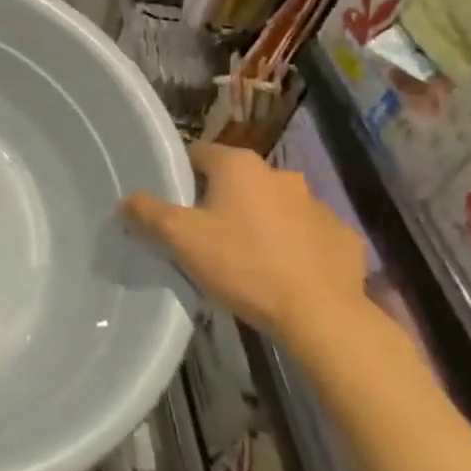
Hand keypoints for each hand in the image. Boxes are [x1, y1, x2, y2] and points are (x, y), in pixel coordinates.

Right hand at [122, 144, 369, 346]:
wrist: (321, 316)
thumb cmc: (243, 264)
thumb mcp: (180, 238)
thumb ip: (147, 213)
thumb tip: (125, 200)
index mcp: (239, 165)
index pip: (199, 154)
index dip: (182, 177)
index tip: (173, 205)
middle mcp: (280, 174)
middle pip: (237, 181)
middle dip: (222, 201)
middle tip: (205, 235)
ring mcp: (318, 205)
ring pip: (275, 206)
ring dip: (261, 222)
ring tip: (246, 258)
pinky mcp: (344, 238)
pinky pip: (309, 235)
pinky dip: (295, 246)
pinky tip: (285, 274)